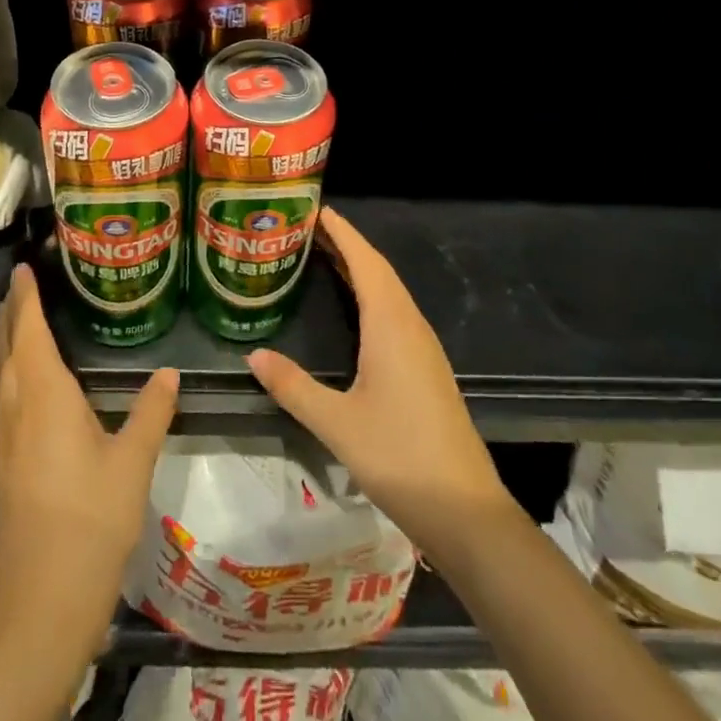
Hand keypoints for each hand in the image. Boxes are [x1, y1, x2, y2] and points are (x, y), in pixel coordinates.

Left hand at [0, 263, 177, 639]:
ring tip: (17, 318)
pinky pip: (3, 396)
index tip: (25, 268)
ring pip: (1, 373)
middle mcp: (18, 408)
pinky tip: (23, 381)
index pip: (30, 332)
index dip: (27, 298)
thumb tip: (169, 372)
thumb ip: (152, 411)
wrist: (43, 601)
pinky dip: (9, 370)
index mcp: (45, 396)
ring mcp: (7, 438)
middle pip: (8, 348)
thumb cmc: (91, 520)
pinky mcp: (6, 463)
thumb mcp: (133, 462)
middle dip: (11, 313)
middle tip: (21, 284)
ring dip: (6, 340)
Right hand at [247, 207, 506, 558]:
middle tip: (308, 228)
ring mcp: (423, 347)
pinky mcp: (427, 368)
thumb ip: (293, 386)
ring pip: (389, 292)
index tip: (316, 208)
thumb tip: (254, 355)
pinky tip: (356, 310)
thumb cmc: (400, 457)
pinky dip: (371, 295)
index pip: (365, 261)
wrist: (466, 511)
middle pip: (378, 270)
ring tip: (325, 257)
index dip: (342, 232)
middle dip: (346, 244)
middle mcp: (410, 325)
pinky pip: (395, 313)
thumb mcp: (337, 423)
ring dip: (360, 268)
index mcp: (391, 325)